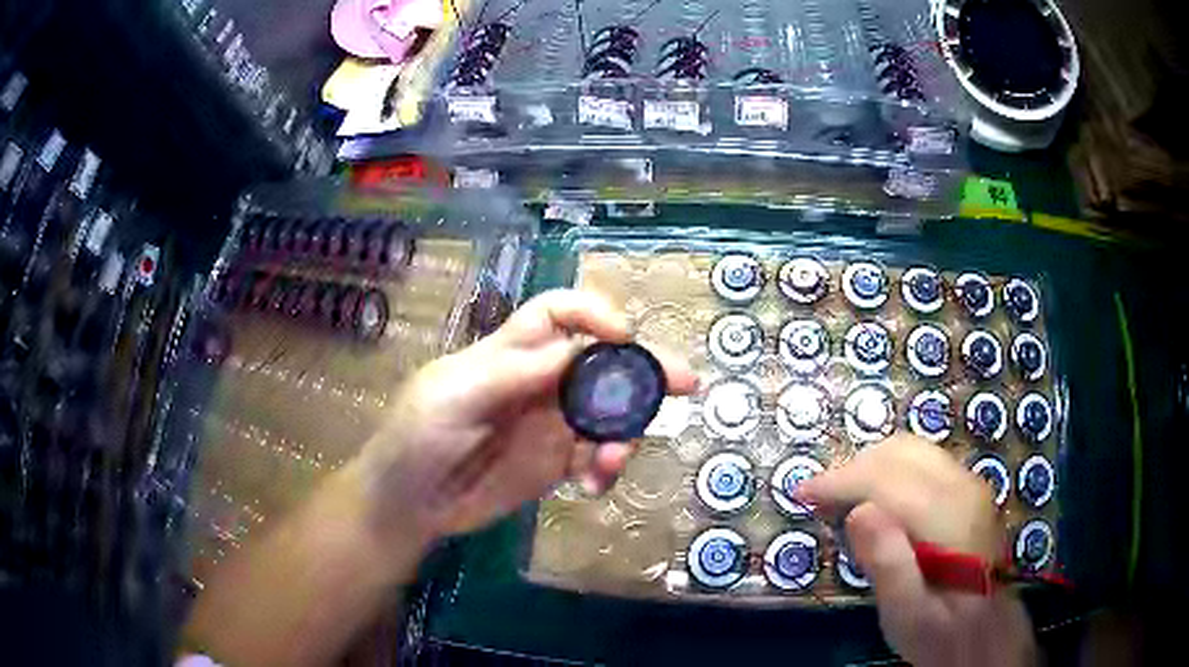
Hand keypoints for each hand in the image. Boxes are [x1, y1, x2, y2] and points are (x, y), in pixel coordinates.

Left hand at [353, 289, 697, 550]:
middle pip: (600, 362)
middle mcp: (539, 382)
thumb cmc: (417, 438)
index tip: (624, 338)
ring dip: (624, 433)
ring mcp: (549, 425)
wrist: (408, 503)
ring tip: (610, 462)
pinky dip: (605, 468)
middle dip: (643, 370)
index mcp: (510, 352)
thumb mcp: (453, 396)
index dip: (594, 315)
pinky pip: (595, 457)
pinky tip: (592, 487)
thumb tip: (575, 351)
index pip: (559, 314)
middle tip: (685, 384)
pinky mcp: (554, 464)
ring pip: (607, 414)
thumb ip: (511, 373)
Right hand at [797, 435, 1035, 666]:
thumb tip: (859, 512)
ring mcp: (969, 485)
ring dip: (869, 467)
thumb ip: (888, 564)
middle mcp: (964, 487)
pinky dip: (888, 472)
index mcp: (951, 518)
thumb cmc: (942, 633)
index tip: (801, 493)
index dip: (841, 481)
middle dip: (853, 469)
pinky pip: (921, 463)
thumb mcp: (907, 614)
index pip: (888, 479)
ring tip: (839, 500)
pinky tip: (874, 501)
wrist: (986, 633)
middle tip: (818, 500)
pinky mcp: (968, 491)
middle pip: (900, 453)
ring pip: (911, 451)